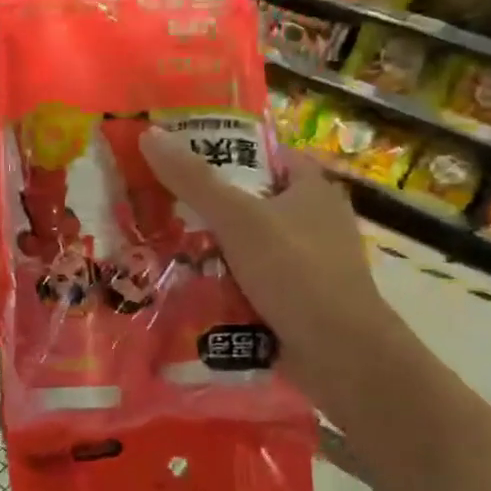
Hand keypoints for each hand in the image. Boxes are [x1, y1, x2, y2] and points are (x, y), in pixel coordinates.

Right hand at [140, 129, 403, 413]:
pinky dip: (220, 280)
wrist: (342, 355)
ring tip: (156, 241)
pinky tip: (183, 283)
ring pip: (244, 243)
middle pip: (247, 200)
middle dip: (204, 204)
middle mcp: (312, 220)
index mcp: (311, 188)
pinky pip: (247, 279)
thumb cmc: (297, 273)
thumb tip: (149, 135)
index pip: (262, 153)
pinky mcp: (294, 299)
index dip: (222, 148)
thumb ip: (194, 180)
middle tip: (154, 201)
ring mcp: (304, 263)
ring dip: (207, 246)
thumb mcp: (240, 219)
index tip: (176, 155)